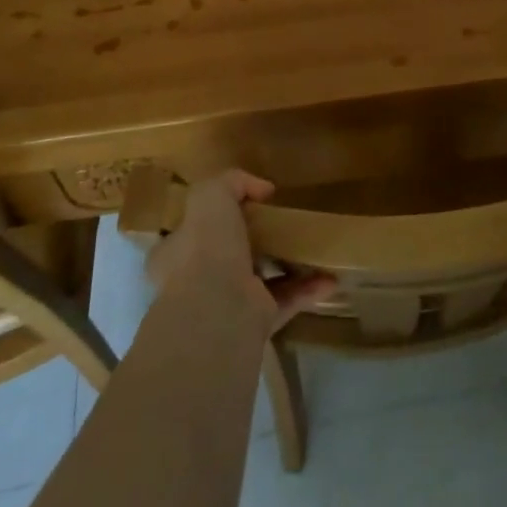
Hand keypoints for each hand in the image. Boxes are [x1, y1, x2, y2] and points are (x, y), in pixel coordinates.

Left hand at [147, 169, 334, 332]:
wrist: (217, 312)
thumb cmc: (206, 249)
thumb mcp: (211, 197)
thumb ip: (232, 182)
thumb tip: (262, 189)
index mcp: (176, 253)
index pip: (192, 230)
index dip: (215, 214)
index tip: (248, 204)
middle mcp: (196, 282)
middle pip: (228, 255)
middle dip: (256, 241)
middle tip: (282, 224)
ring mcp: (226, 306)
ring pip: (260, 279)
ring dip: (286, 265)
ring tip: (313, 248)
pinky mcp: (255, 324)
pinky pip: (285, 301)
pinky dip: (307, 290)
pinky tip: (330, 278)